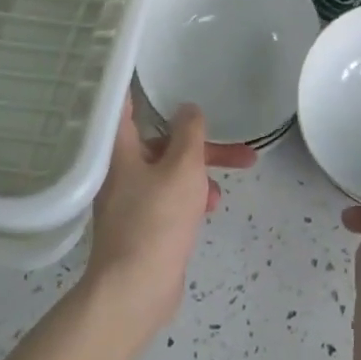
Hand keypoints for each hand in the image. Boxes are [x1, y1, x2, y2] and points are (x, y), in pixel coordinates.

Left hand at [83, 102, 256, 339]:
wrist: (135, 291)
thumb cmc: (157, 220)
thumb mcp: (183, 168)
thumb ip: (190, 133)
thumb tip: (188, 108)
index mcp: (121, 150)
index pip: (125, 105)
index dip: (139, 86)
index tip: (154, 68)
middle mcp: (119, 169)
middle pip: (162, 143)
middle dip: (202, 146)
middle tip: (241, 150)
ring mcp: (129, 199)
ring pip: (170, 172)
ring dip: (200, 176)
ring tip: (222, 192)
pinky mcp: (141, 225)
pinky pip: (168, 198)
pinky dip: (189, 198)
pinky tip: (209, 210)